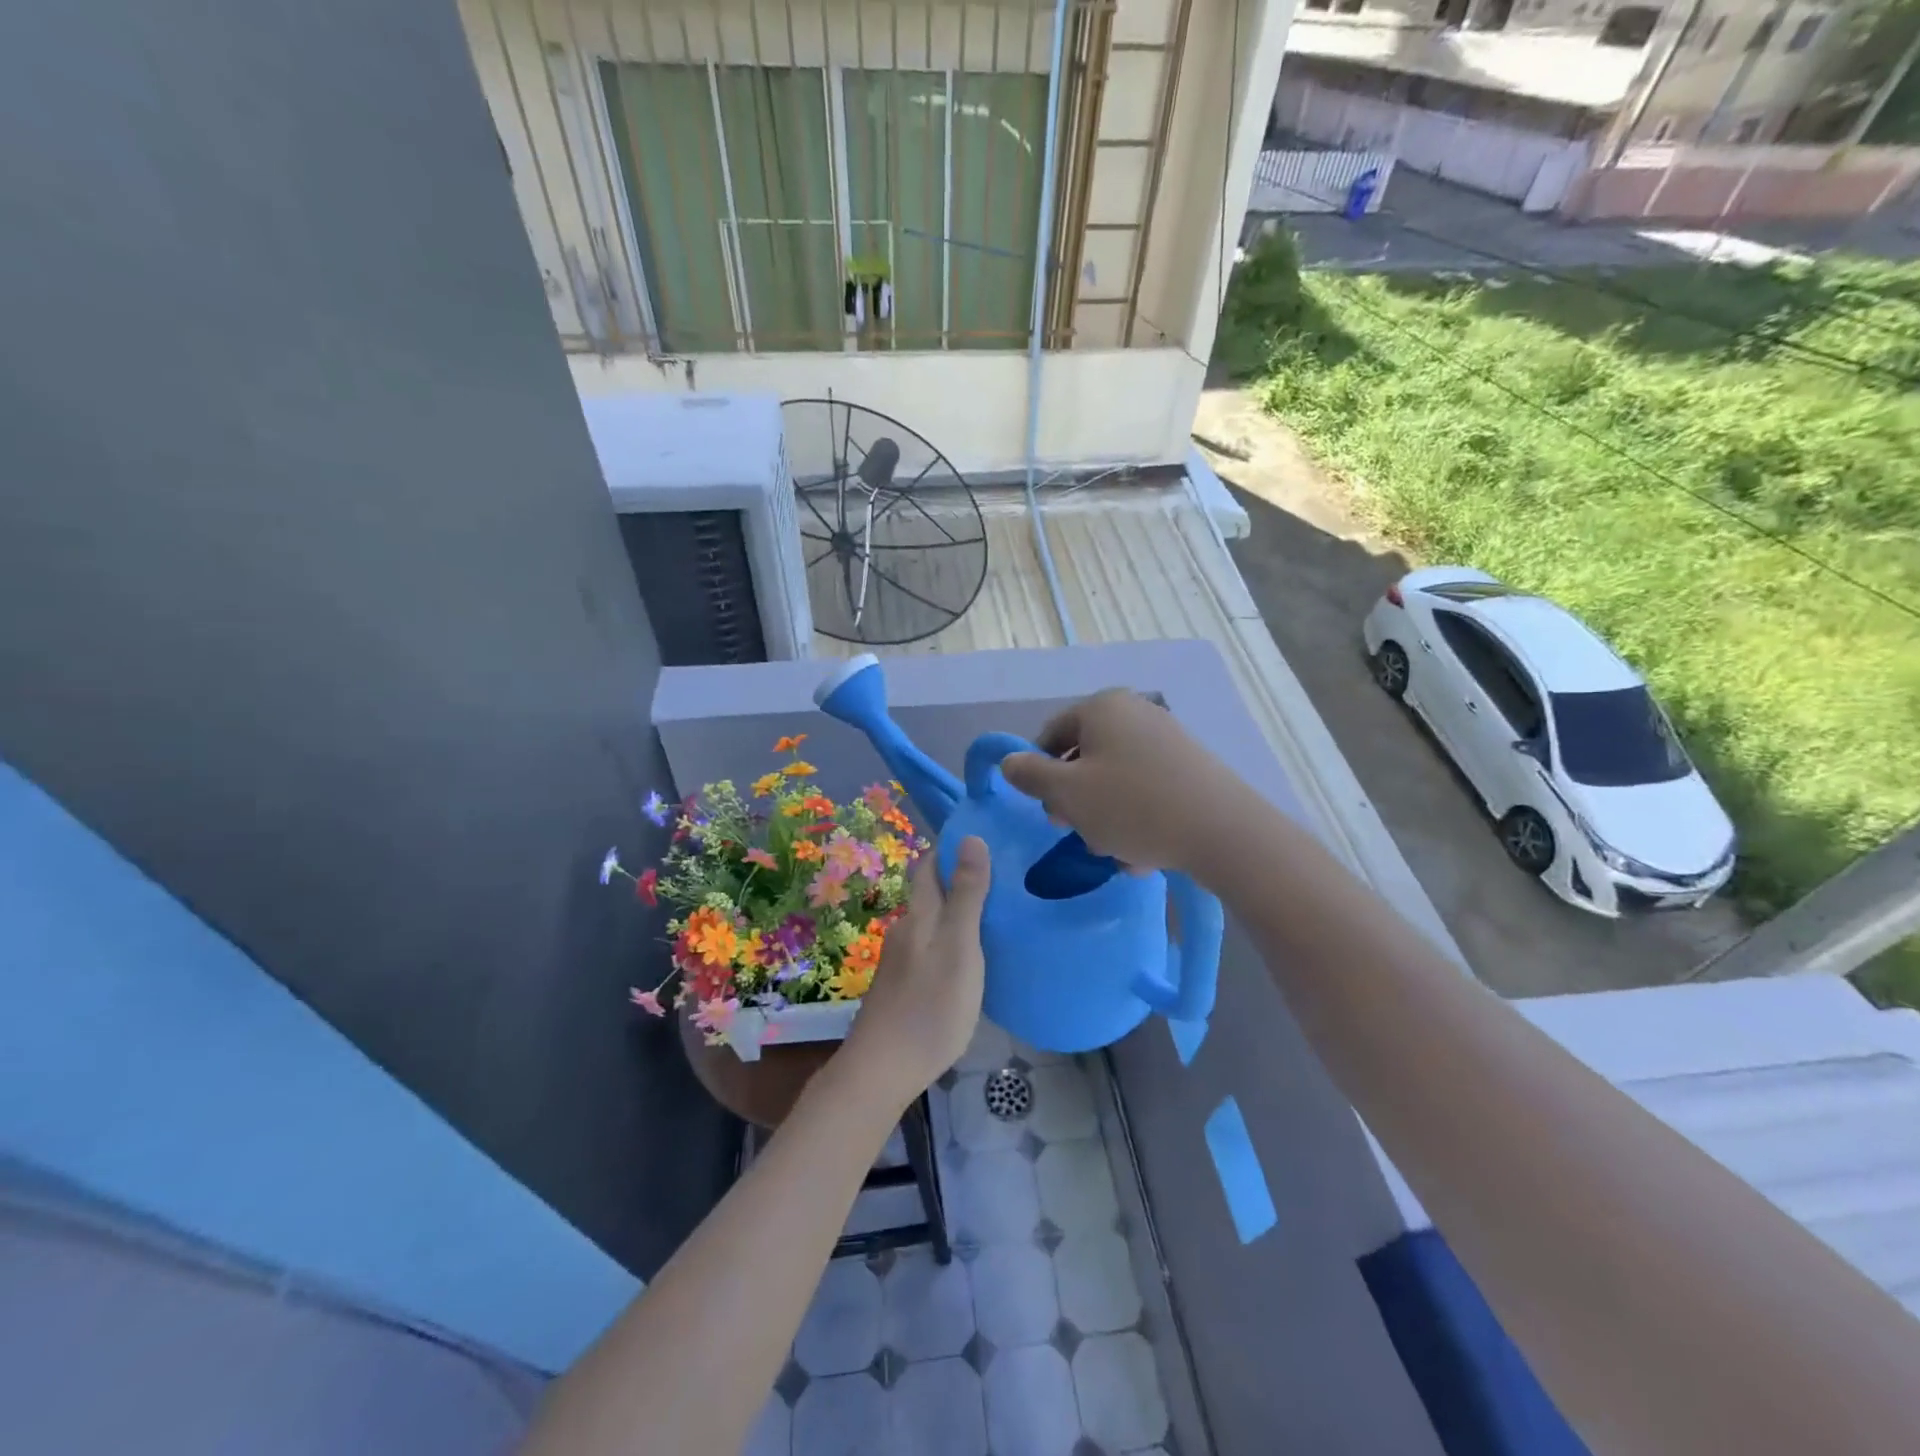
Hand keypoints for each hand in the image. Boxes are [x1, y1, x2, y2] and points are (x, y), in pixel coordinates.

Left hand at [842, 837, 990, 1105]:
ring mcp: (901, 959)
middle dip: (958, 878)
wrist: (883, 1068)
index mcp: (920, 915)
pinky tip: (970, 955)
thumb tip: (971, 837)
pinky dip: (951, 939)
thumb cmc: (930, 1005)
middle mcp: (906, 929)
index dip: (951, 848)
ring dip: (956, 911)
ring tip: (994, 914)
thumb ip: (967, 895)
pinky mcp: (903, 985)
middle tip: (1001, 876)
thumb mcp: (960, 946)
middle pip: (930, 892)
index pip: (930, 865)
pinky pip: (930, 947)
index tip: (984, 838)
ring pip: (931, 921)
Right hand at [1000, 690, 1242, 874]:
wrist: (1223, 832)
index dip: (1040, 773)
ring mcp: (1167, 738)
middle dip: (1076, 800)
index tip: (1048, 810)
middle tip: (1078, 833)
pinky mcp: (1190, 767)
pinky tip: (1143, 852)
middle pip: (1085, 757)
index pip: (1052, 734)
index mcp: (1102, 707)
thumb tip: (1009, 761)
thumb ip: (1030, 775)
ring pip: (1116, 779)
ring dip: (1105, 816)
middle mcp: (1135, 712)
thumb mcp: (1067, 793)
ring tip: (1116, 850)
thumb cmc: (1132, 806)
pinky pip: (1147, 789)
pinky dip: (1137, 816)